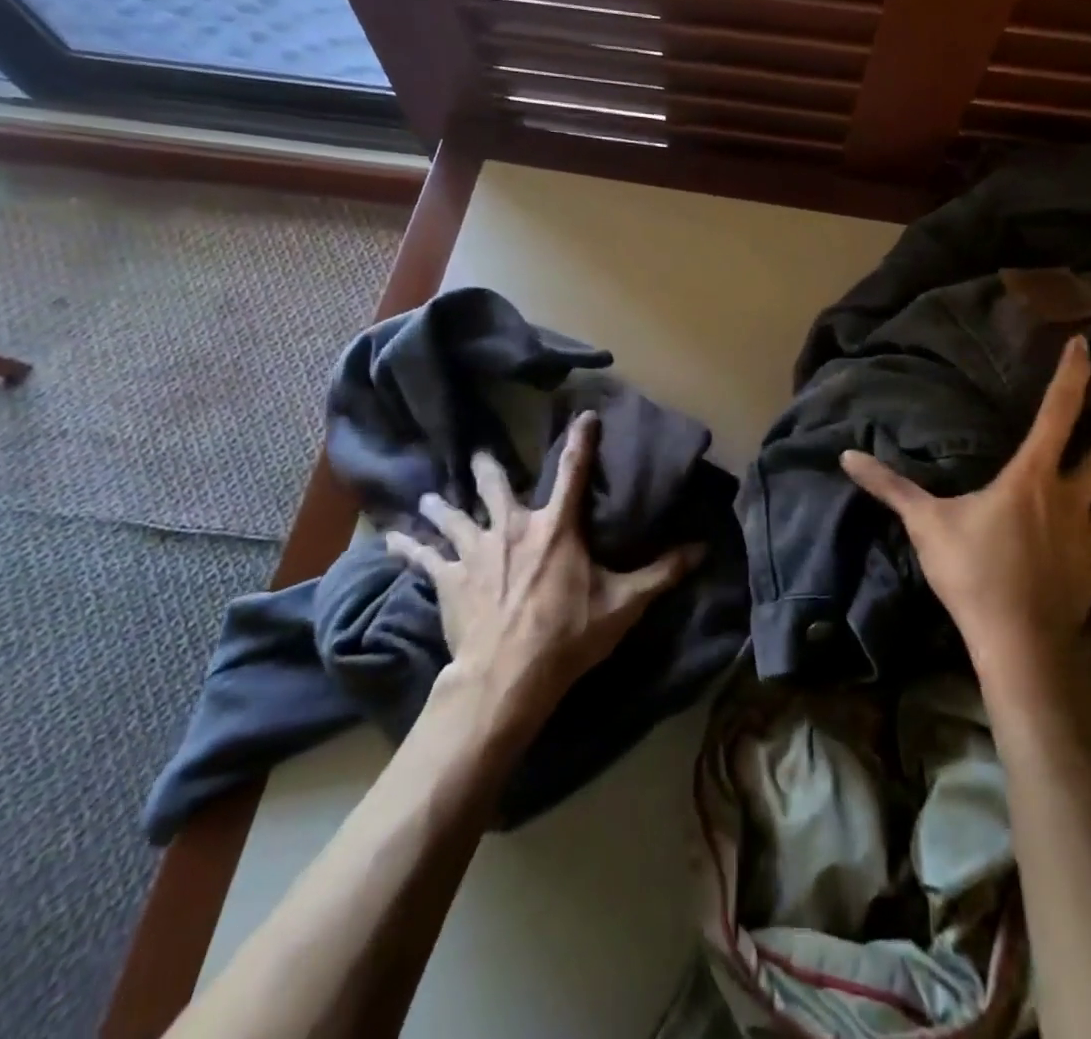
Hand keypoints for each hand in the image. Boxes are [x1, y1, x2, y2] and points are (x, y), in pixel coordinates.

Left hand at [386, 411, 698, 721]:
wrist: (508, 676)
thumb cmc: (569, 634)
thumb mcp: (624, 604)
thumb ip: (663, 572)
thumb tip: (704, 548)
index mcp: (557, 528)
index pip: (572, 472)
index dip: (581, 441)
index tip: (584, 415)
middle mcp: (513, 528)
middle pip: (496, 487)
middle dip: (488, 468)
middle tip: (479, 452)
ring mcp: (476, 552)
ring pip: (454, 517)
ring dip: (442, 505)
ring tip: (429, 495)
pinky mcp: (448, 581)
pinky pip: (422, 558)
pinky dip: (406, 548)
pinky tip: (387, 540)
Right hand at [841, 336, 1090, 684]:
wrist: (1015, 641)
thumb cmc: (973, 572)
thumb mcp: (925, 523)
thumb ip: (890, 487)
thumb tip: (846, 456)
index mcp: (1031, 478)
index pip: (1056, 415)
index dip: (1071, 378)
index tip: (1086, 344)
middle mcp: (1068, 498)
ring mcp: (1089, 538)